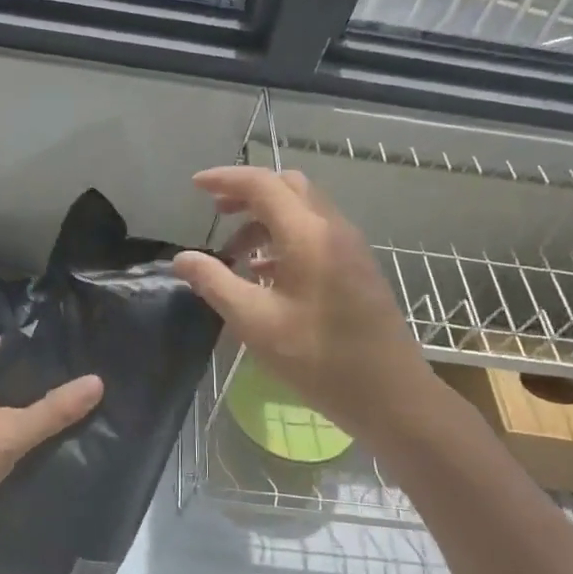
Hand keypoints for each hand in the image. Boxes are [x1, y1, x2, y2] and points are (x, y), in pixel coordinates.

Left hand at [0, 339, 103, 557]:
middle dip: (41, 385)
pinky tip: (42, 445)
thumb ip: (51, 411)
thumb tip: (97, 381)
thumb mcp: (6, 437)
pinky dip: (12, 434)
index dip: (43, 352)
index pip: (7, 348)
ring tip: (72, 414)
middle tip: (84, 389)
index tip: (81, 359)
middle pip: (4, 377)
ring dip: (27, 412)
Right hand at [171, 166, 436, 446]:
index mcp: (308, 235)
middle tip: (217, 212)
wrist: (390, 394)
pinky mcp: (357, 267)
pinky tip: (266, 273)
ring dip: (266, 218)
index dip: (225, 179)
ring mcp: (350, 247)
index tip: (195, 186)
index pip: (262, 185)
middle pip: (288, 187)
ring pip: (304, 210)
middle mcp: (333, 229)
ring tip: (236, 252)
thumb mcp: (255, 322)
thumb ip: (215, 282)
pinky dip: (285, 236)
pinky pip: (316, 233)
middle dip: (248, 193)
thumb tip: (182, 258)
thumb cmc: (318, 358)